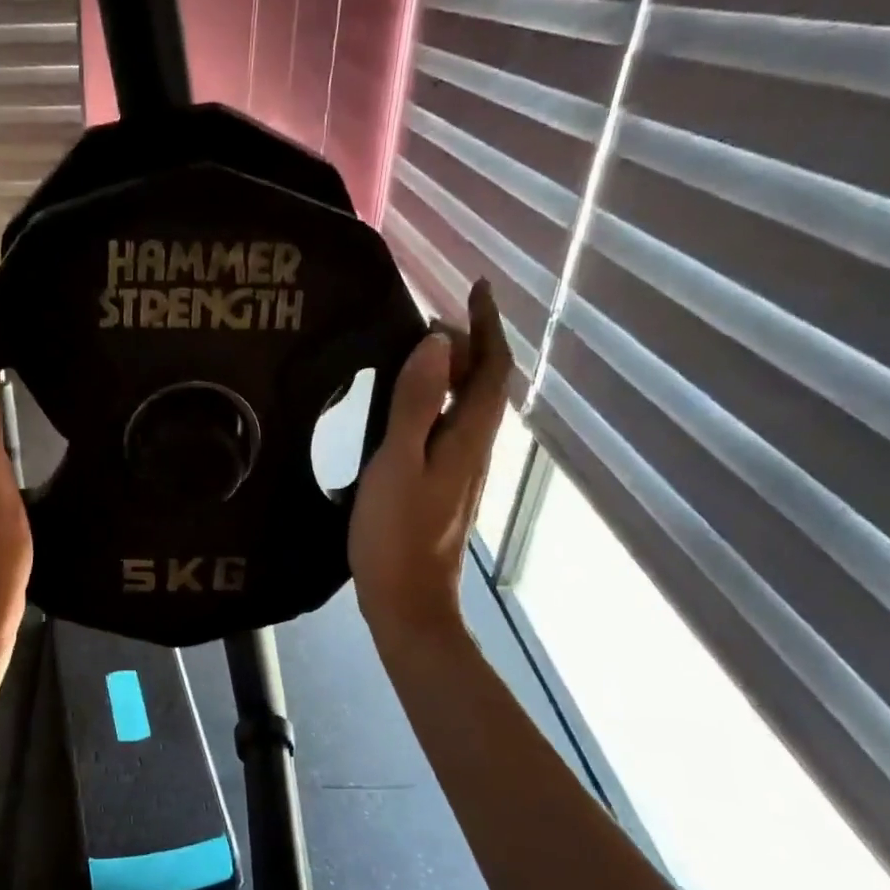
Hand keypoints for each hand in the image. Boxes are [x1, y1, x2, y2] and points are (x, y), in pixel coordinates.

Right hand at [350, 278, 512, 640]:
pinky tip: (409, 406)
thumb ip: (417, 404)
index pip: (492, 368)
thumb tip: (438, 342)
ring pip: (469, 406)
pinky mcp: (443, 485)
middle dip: (470, 343)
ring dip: (455, 371)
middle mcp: (475, 448)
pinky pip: (450, 426)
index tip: (477, 287)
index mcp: (469, 437)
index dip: (487, 326)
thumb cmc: (397, 534)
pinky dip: (439, 400)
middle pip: (486, 384)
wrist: (408, 601)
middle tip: (432, 317)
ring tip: (420, 350)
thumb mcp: (397, 464)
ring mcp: (461, 469)